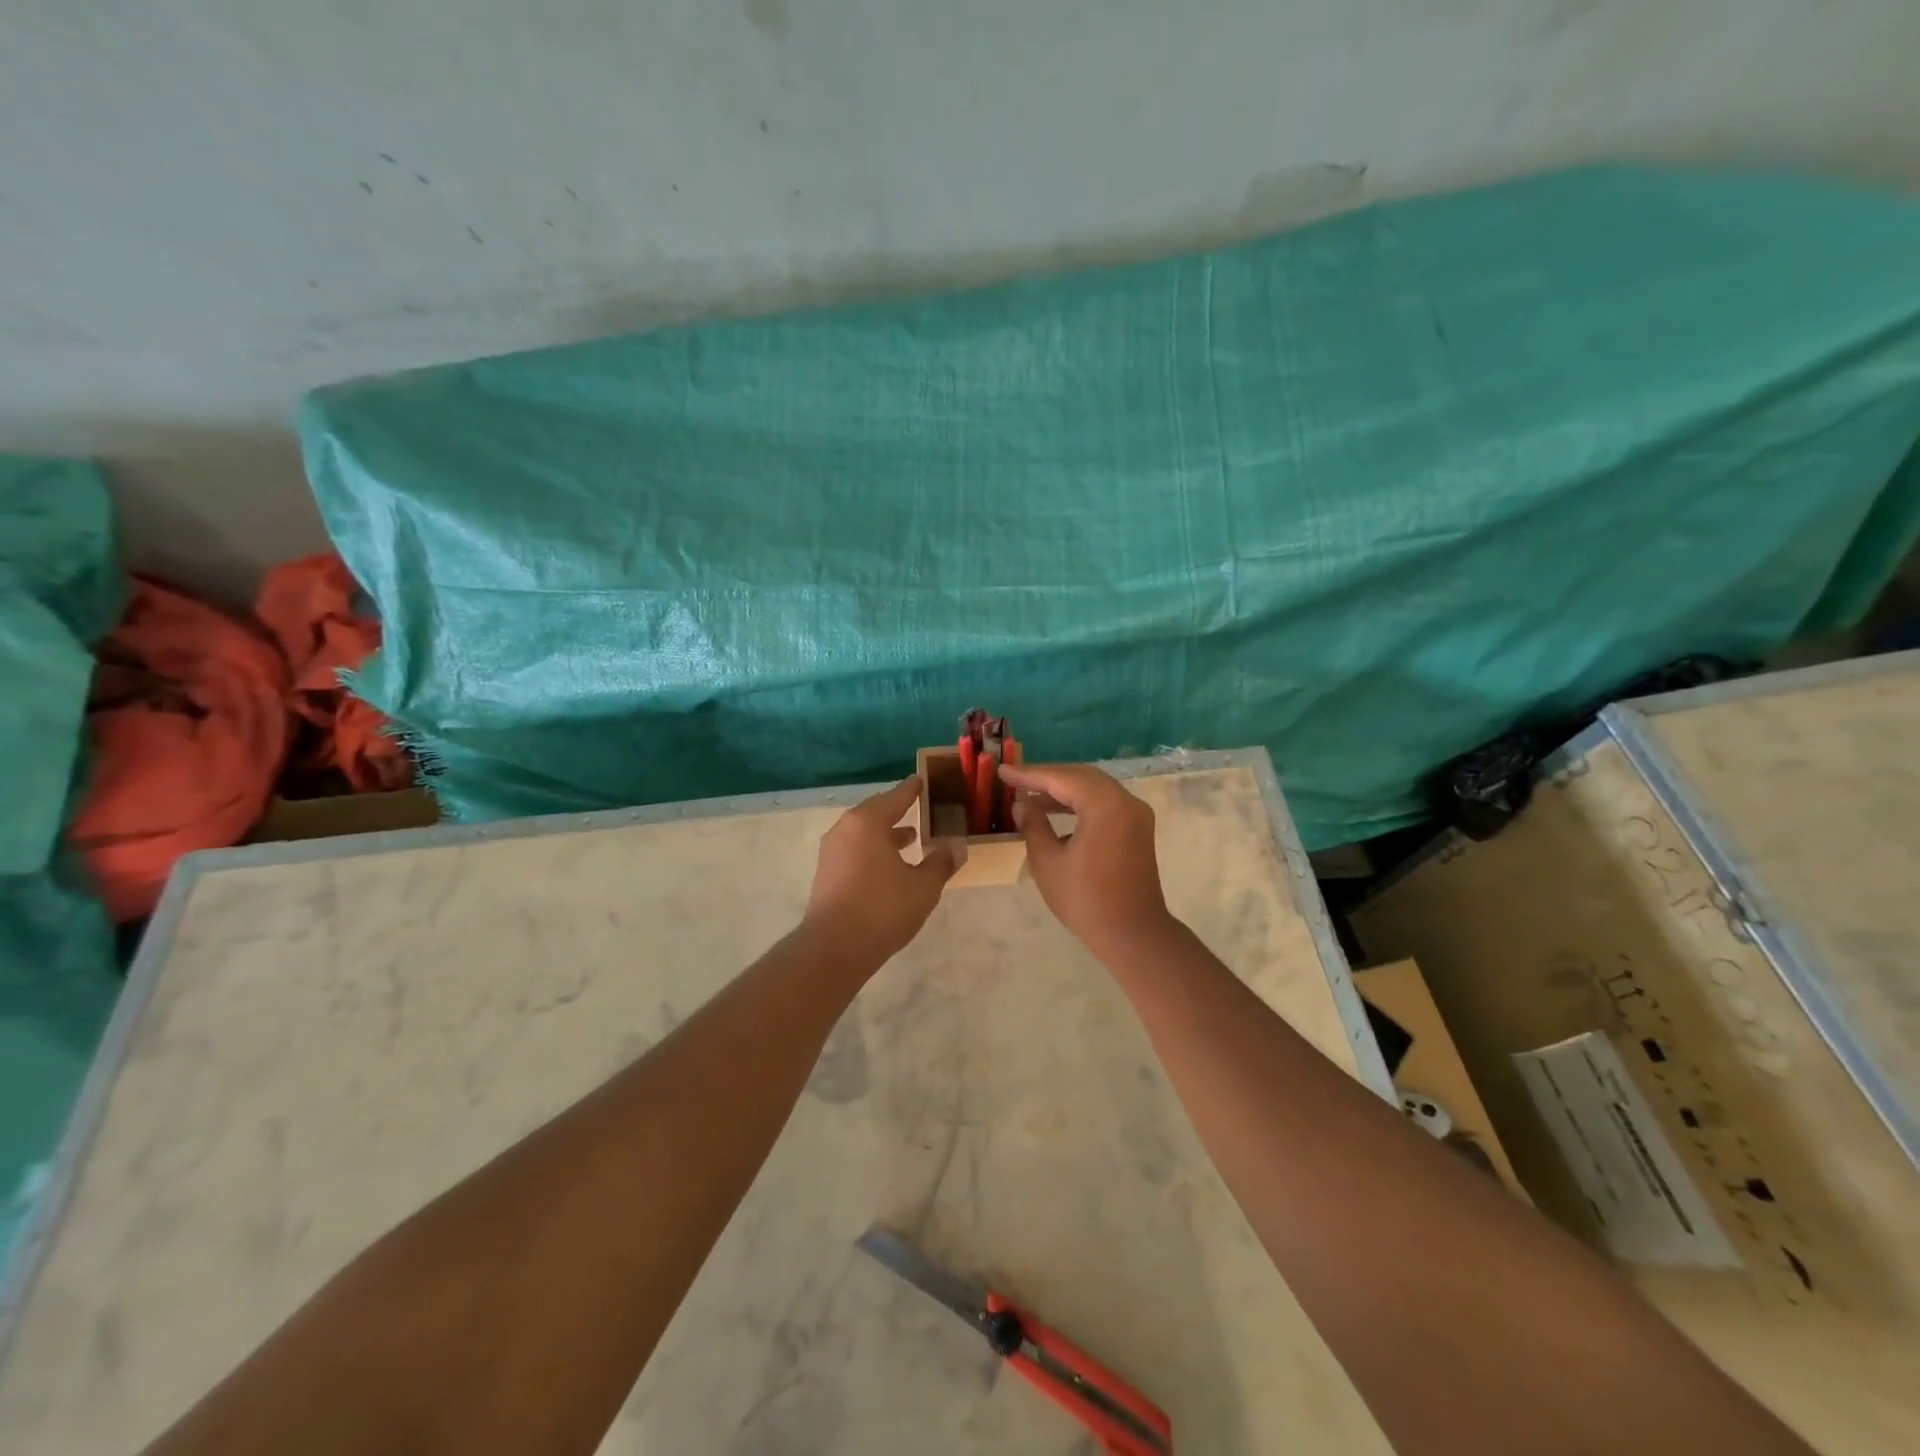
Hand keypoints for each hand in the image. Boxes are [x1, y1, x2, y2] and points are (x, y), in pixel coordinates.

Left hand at [802, 778, 960, 964]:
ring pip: (864, 831)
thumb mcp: (923, 886)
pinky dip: (874, 847)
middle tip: (922, 807)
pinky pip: (855, 848)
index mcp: (868, 822)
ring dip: (887, 831)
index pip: (897, 796)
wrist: (834, 948)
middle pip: (877, 810)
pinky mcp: (827, 871)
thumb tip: (957, 846)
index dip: (914, 789)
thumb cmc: (883, 909)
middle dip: (900, 809)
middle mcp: (846, 828)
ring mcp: (832, 850)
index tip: (925, 781)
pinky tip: (890, 864)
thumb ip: (941, 862)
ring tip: (911, 837)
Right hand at [1000, 763, 1179, 965]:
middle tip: (1015, 780)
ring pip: (1094, 788)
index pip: (1061, 778)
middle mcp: (1125, 800)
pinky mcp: (1138, 828)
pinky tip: (1056, 812)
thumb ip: (1033, 825)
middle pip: (1081, 777)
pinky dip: (1080, 802)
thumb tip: (1022, 804)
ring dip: (1063, 790)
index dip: (1029, 775)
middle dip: (1047, 777)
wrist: (1133, 935)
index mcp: (1105, 805)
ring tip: (1030, 797)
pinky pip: (1105, 803)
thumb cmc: (1086, 900)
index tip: (1002, 771)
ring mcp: (1136, 814)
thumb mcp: (1048, 862)